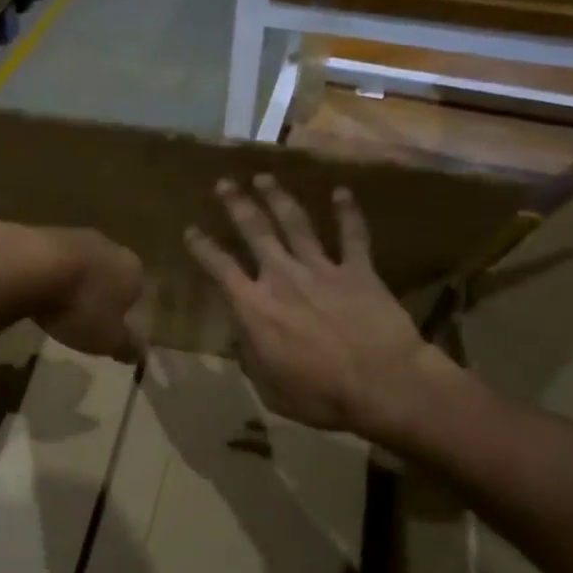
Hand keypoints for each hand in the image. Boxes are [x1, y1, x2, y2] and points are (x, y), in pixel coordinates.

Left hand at [17, 224, 145, 361]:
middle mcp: (110, 246)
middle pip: (108, 273)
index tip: (106, 326)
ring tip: (54, 305)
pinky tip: (33, 288)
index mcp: (133, 270)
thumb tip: (143, 353)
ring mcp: (76, 235)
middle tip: (80, 317)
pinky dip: (47, 272)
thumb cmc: (81, 306)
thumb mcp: (108, 339)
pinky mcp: (44, 232)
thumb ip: (128, 346)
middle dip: (97, 293)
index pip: (135, 291)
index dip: (122, 310)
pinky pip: (52, 258)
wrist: (32, 267)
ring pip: (80, 263)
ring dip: (71, 281)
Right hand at [185, 176, 458, 441]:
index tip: (191, 230)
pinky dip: (347, 212)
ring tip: (264, 177)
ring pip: (295, 223)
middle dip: (237, 204)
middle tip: (224, 183)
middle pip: (254, 231)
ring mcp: (321, 269)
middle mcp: (282, 277)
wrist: (382, 383)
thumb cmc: (320, 394)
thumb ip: (251, 355)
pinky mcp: (358, 270)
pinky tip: (342, 191)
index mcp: (254, 307)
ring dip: (278, 198)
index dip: (202, 247)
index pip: (219, 268)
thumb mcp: (269, 386)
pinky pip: (352, 235)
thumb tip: (243, 336)